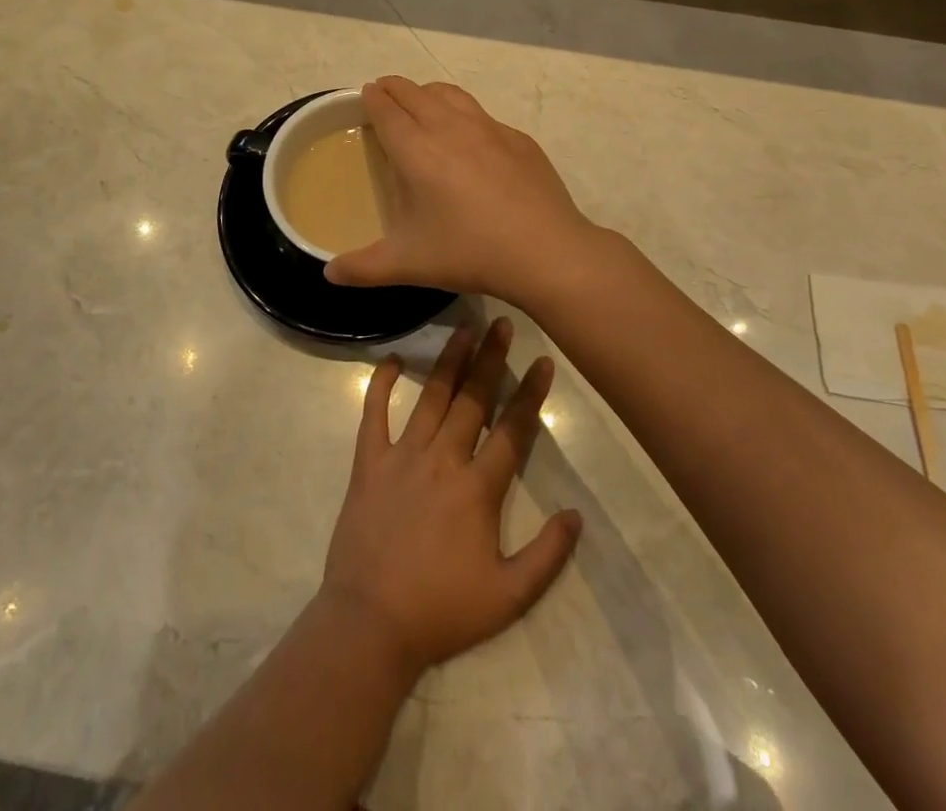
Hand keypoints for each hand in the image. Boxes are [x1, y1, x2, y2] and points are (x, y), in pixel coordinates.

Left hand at [320, 319, 581, 678]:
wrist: (370, 623)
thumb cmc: (442, 611)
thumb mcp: (509, 597)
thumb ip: (548, 555)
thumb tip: (576, 515)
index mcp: (478, 488)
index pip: (512, 429)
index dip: (531, 393)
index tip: (543, 361)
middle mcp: (443, 459)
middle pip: (473, 399)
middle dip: (491, 358)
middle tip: (503, 322)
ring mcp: (402, 455)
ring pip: (431, 396)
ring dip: (449, 361)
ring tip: (464, 328)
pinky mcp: (369, 462)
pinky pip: (373, 413)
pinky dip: (380, 384)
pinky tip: (391, 360)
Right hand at [325, 77, 605, 305]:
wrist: (545, 250)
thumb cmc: (469, 252)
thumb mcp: (408, 264)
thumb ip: (363, 268)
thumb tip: (329, 274)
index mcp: (416, 151)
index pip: (387, 110)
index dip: (373, 98)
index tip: (366, 93)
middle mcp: (449, 128)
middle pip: (415, 93)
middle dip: (395, 88)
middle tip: (385, 92)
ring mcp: (488, 128)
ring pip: (450, 94)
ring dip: (429, 92)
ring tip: (422, 101)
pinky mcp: (517, 139)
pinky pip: (482, 114)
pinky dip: (464, 113)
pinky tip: (469, 137)